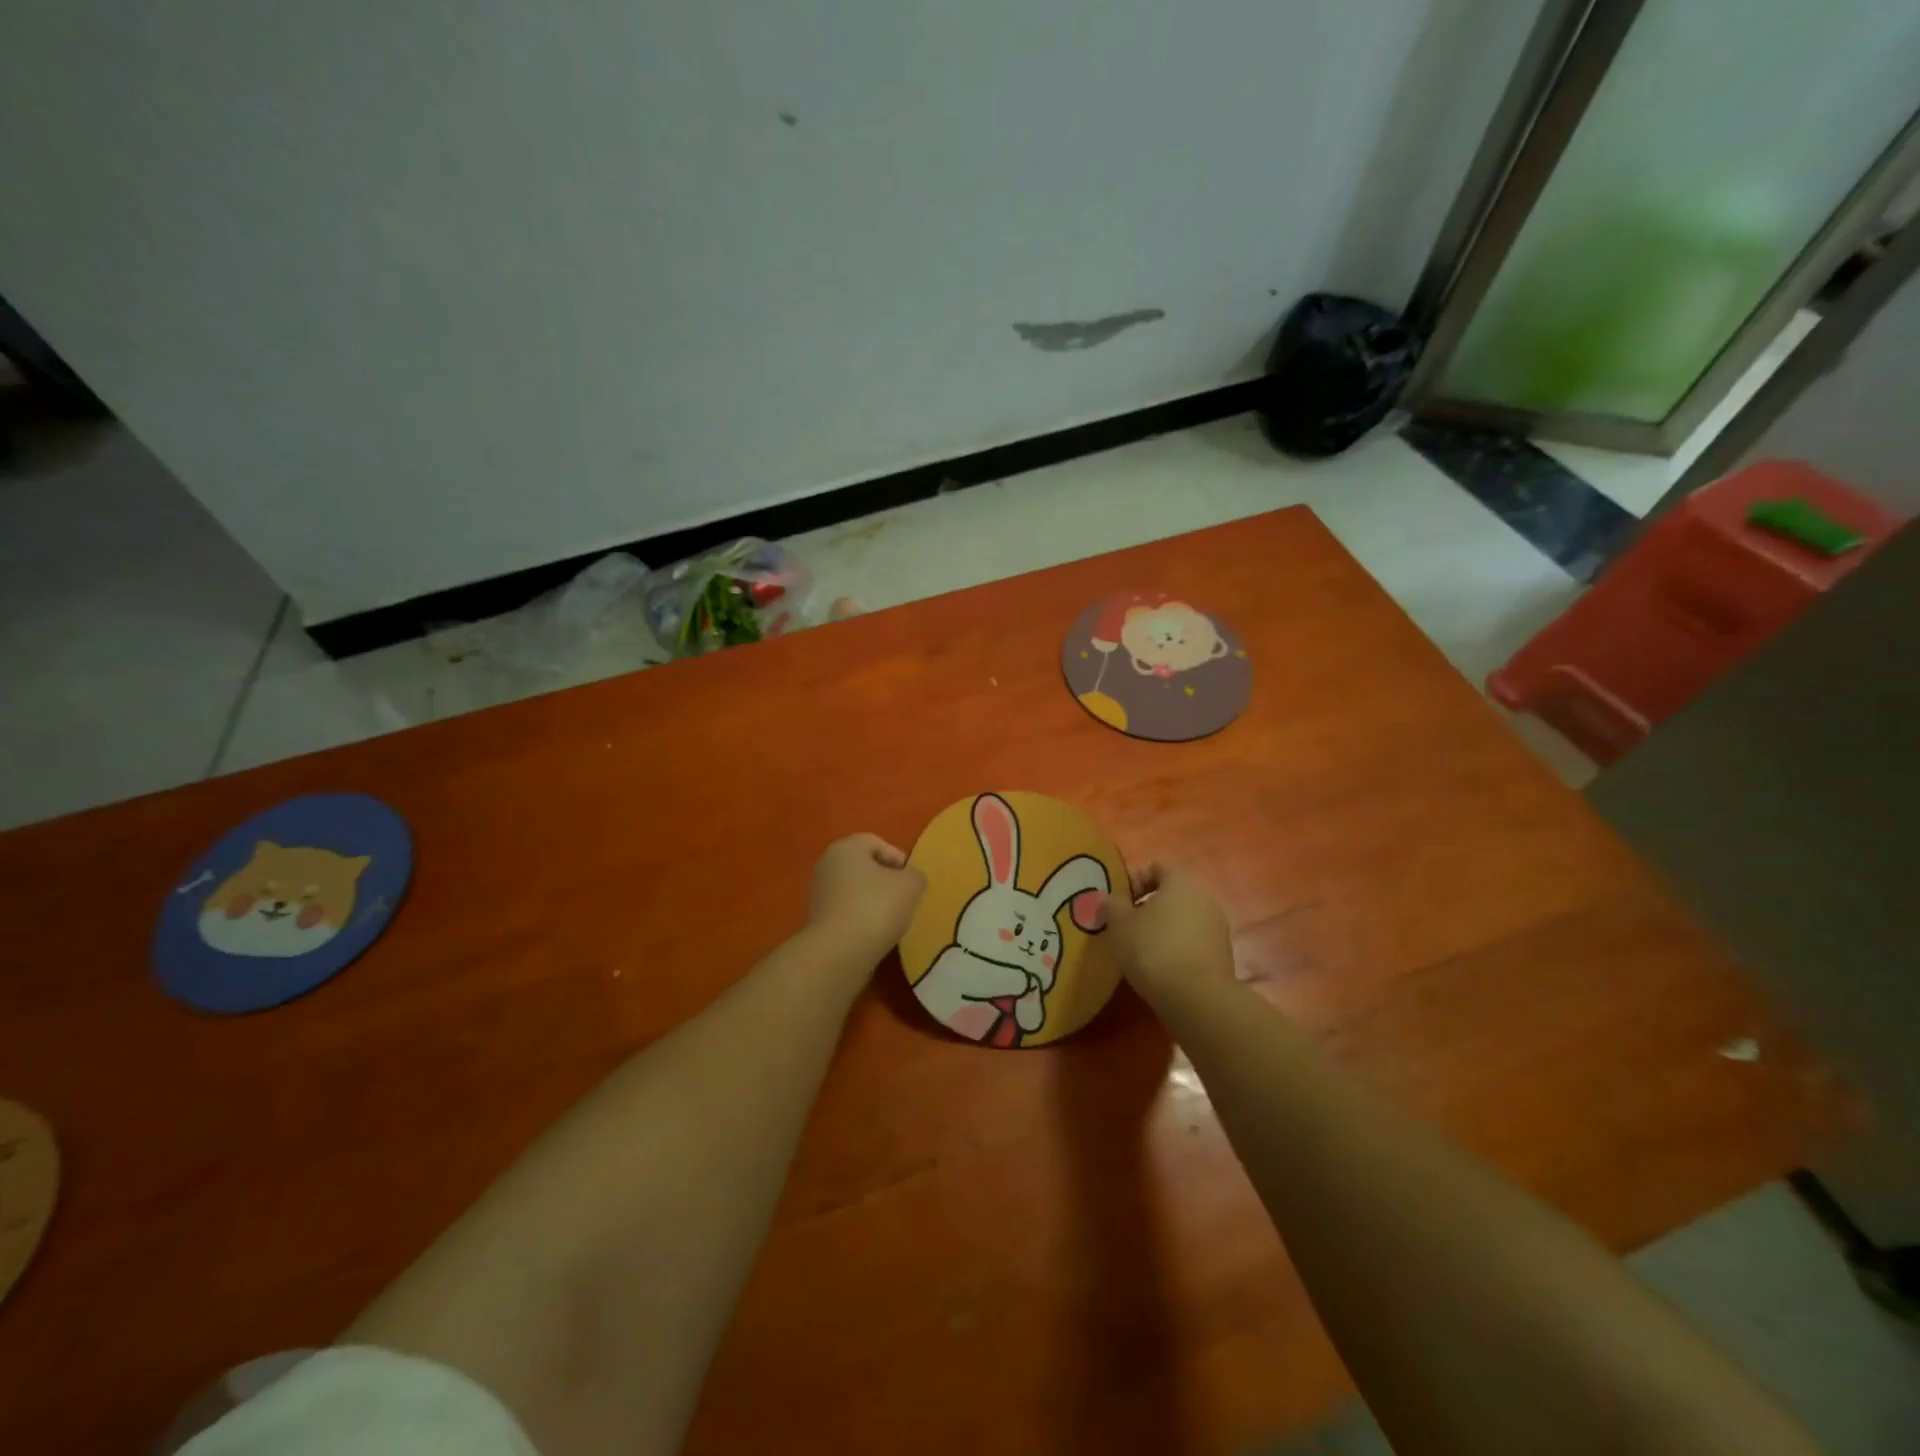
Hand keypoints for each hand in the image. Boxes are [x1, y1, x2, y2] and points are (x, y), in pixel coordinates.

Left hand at [808, 833, 926, 963]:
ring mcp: (819, 895)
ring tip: (893, 919)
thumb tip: (910, 879)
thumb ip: (915, 876)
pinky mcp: (817, 922)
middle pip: (863, 866)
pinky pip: (847, 913)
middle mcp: (827, 866)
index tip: (911, 879)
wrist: (838, 953)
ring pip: (855, 891)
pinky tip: (876, 934)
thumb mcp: (910, 885)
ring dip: (874, 902)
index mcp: (845, 848)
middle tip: (905, 897)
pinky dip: (862, 919)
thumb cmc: (875, 907)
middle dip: (885, 880)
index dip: (897, 857)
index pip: (875, 842)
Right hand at [1101, 863, 1235, 1003]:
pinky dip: (1179, 947)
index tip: (1119, 903)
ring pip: (1185, 918)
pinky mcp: (1223, 954)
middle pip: (1173, 893)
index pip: (1157, 867)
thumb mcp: (1119, 924)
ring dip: (1165, 928)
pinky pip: (1195, 941)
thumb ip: (1112, 905)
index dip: (1135, 880)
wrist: (1196, 997)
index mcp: (1181, 881)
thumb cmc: (1153, 949)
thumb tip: (1110, 898)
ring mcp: (1218, 926)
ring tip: (1143, 950)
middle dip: (1149, 906)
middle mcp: (1205, 897)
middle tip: (1128, 926)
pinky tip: (1162, 967)